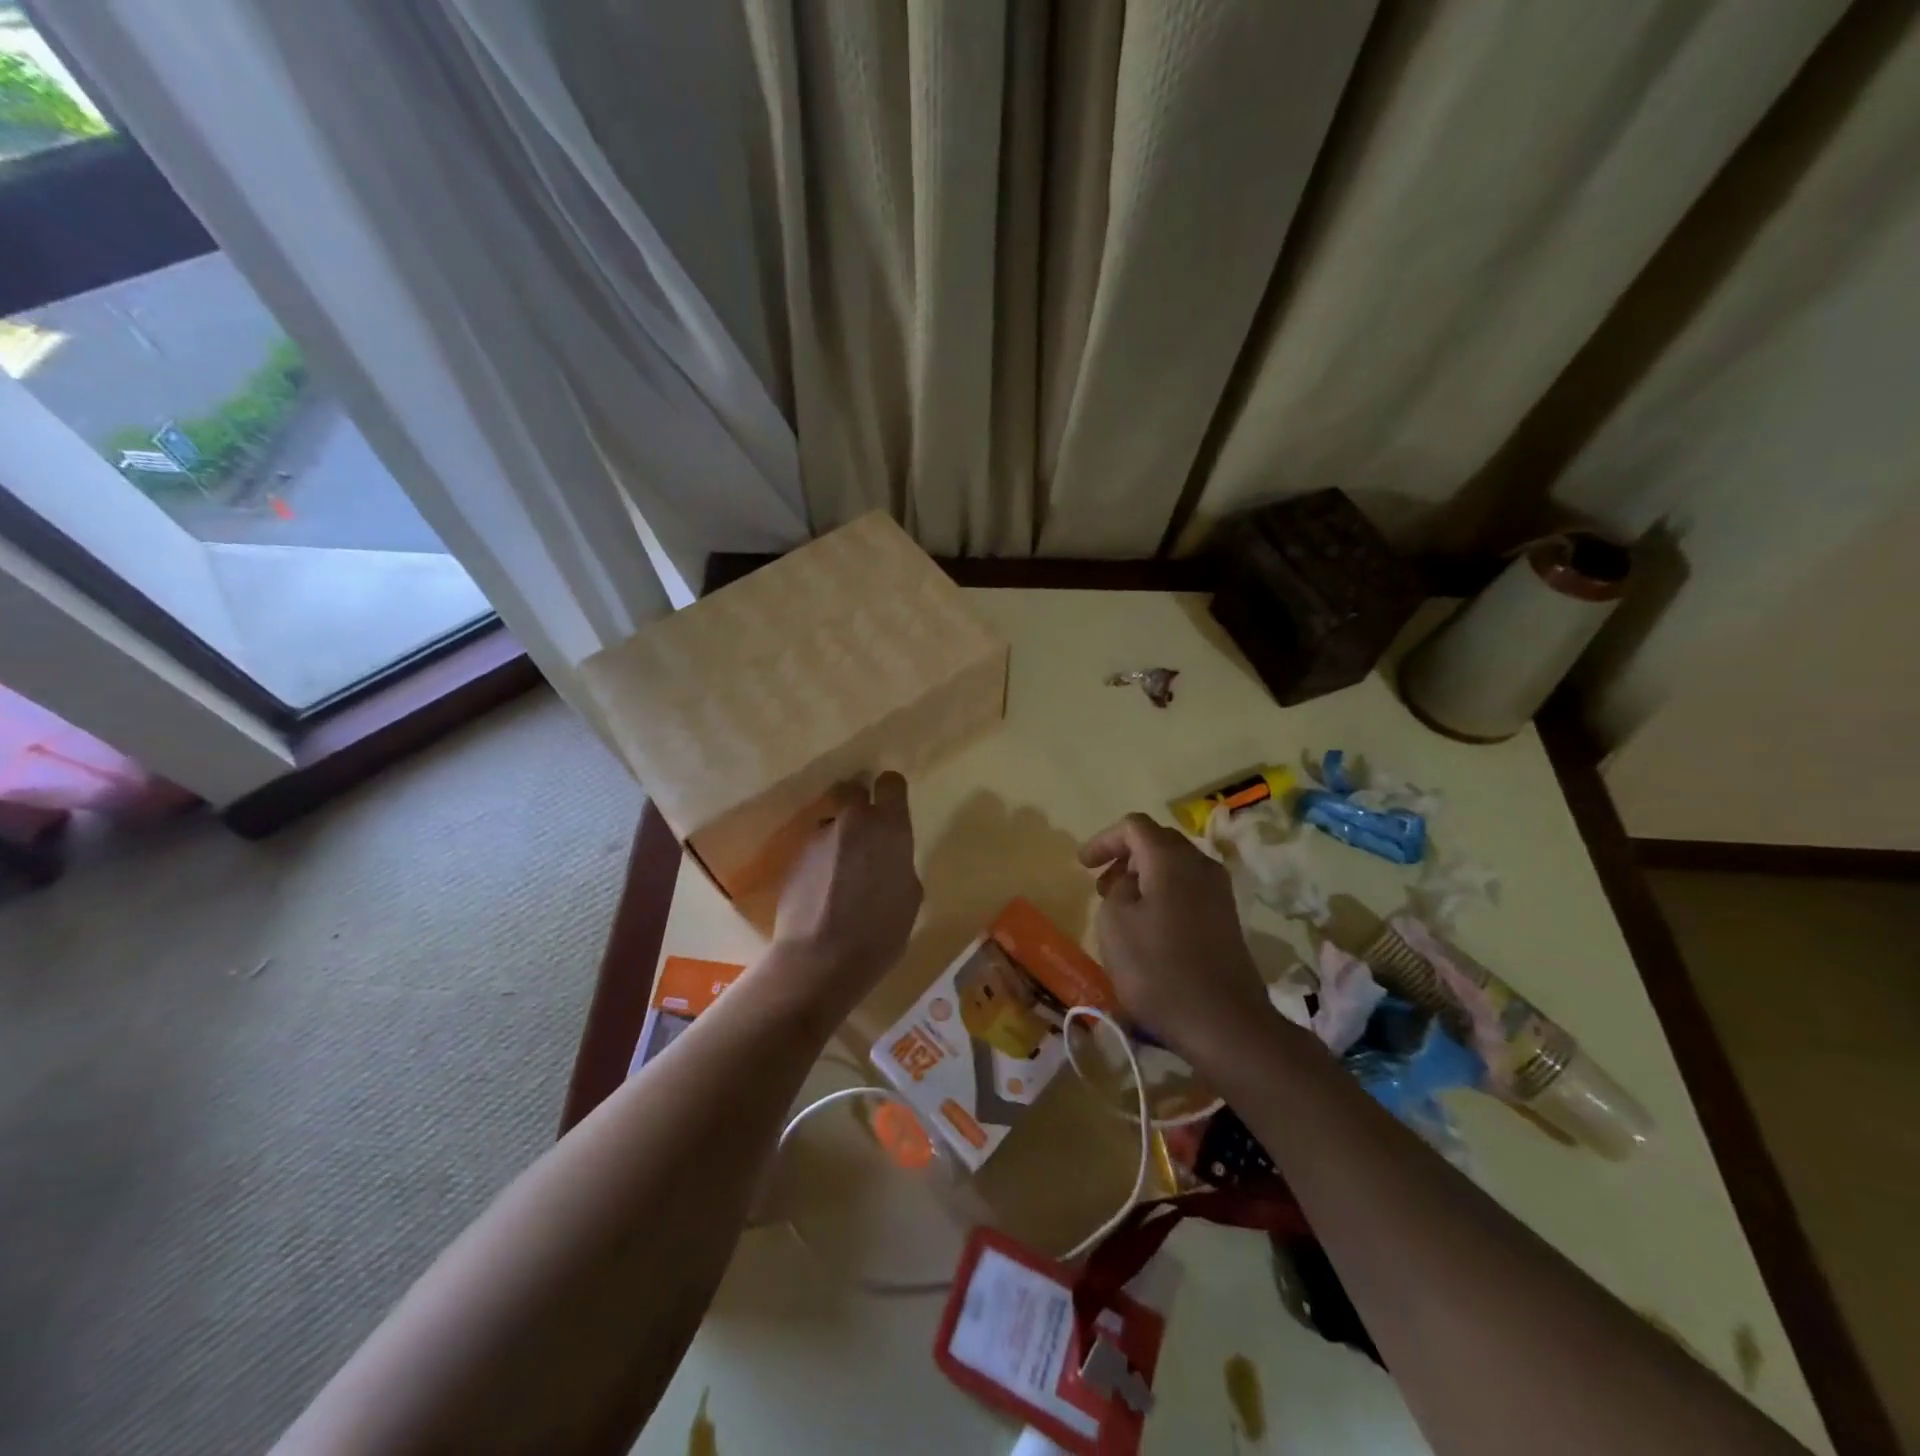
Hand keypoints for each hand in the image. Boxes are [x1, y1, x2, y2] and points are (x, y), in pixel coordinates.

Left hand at [771, 773, 921, 1014]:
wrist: (821, 959)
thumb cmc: (880, 933)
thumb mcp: (909, 897)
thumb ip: (900, 864)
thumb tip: (888, 859)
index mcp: (889, 827)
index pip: (891, 783)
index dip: (891, 791)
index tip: (891, 805)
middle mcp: (853, 821)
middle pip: (852, 790)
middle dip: (858, 803)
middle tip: (863, 832)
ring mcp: (818, 837)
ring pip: (830, 824)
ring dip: (837, 838)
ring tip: (839, 874)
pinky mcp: (793, 857)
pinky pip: (813, 850)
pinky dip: (819, 862)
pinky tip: (821, 891)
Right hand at [1078, 813, 1273, 1069]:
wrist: (1223, 1021)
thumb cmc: (1158, 968)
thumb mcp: (1115, 923)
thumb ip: (1117, 889)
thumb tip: (1131, 883)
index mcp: (1171, 859)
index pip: (1134, 826)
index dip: (1103, 839)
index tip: (1082, 865)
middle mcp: (1200, 865)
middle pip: (1158, 841)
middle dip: (1124, 856)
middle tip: (1100, 884)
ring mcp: (1219, 892)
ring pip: (1175, 866)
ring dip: (1144, 876)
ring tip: (1120, 905)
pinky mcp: (1226, 918)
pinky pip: (1188, 888)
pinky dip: (1163, 893)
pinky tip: (1148, 924)